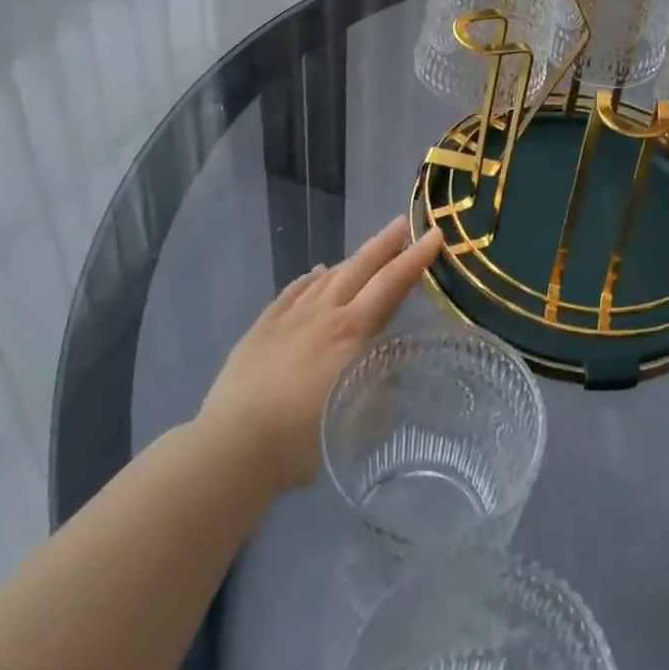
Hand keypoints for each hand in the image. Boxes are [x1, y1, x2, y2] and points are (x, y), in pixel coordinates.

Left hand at [197, 217, 442, 496]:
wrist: (232, 446)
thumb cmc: (302, 440)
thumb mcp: (361, 420)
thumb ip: (383, 385)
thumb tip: (397, 361)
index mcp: (352, 331)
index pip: (392, 283)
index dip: (416, 257)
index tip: (435, 234)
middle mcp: (324, 313)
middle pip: (360, 268)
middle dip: (385, 244)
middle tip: (403, 223)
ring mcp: (289, 317)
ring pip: (327, 277)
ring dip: (351, 262)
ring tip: (366, 255)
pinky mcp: (262, 328)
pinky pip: (292, 291)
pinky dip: (310, 278)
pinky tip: (316, 273)